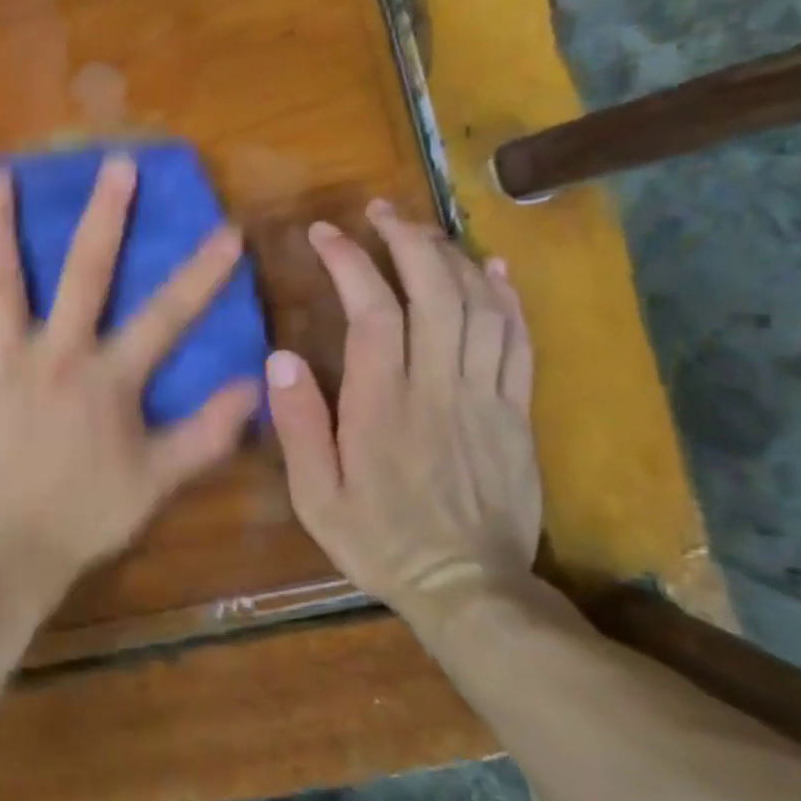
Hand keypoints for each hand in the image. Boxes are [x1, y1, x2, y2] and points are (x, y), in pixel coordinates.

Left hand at [0, 155, 260, 592]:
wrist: (3, 547)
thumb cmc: (83, 514)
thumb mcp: (156, 481)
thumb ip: (206, 433)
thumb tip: (254, 387)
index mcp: (107, 377)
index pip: (167, 317)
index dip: (201, 274)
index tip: (226, 231)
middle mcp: (55, 352)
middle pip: (84, 273)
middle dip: (105, 216)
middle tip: (115, 164)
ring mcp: (0, 358)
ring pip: (0, 280)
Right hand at [265, 200, 541, 634]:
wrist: (470, 589)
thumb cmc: (379, 539)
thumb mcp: (315, 496)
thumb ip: (299, 425)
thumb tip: (280, 356)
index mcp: (383, 404)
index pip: (372, 310)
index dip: (350, 262)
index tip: (325, 233)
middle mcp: (439, 387)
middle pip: (434, 292)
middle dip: (406, 240)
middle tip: (379, 211)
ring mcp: (486, 397)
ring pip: (480, 307)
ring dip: (452, 257)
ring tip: (422, 228)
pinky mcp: (516, 412)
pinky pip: (520, 342)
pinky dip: (508, 297)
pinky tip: (494, 267)